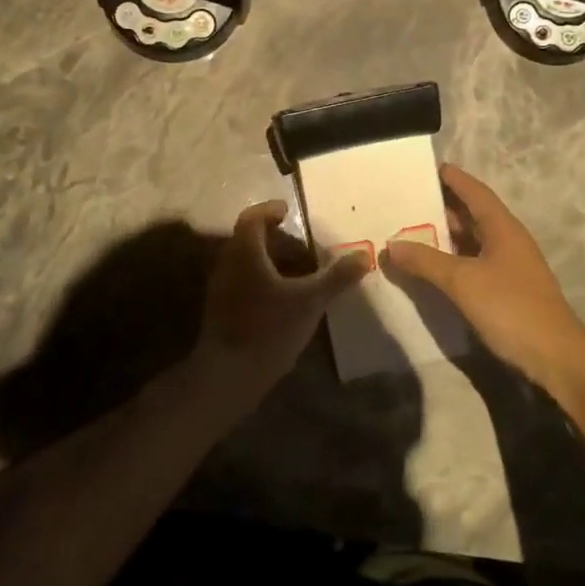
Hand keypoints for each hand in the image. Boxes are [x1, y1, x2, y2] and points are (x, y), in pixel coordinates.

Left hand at [196, 200, 367, 395]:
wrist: (227, 375)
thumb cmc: (268, 329)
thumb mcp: (310, 301)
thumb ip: (336, 277)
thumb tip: (363, 255)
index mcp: (245, 252)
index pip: (252, 217)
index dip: (269, 210)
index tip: (288, 211)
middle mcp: (228, 264)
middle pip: (248, 238)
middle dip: (275, 238)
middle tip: (302, 245)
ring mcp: (221, 289)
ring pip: (246, 262)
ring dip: (270, 260)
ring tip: (299, 271)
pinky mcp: (221, 310)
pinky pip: (243, 282)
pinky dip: (263, 280)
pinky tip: (284, 298)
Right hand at [384, 164, 584, 395]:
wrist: (556, 357)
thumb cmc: (511, 308)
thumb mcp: (462, 281)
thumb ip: (426, 261)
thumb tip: (390, 245)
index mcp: (502, 228)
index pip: (475, 191)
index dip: (453, 178)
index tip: (428, 167)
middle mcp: (507, 240)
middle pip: (472, 214)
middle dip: (441, 206)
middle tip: (407, 200)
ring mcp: (509, 266)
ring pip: (472, 241)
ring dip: (444, 235)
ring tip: (410, 230)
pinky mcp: (506, 290)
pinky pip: (473, 263)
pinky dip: (451, 260)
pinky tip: (431, 267)